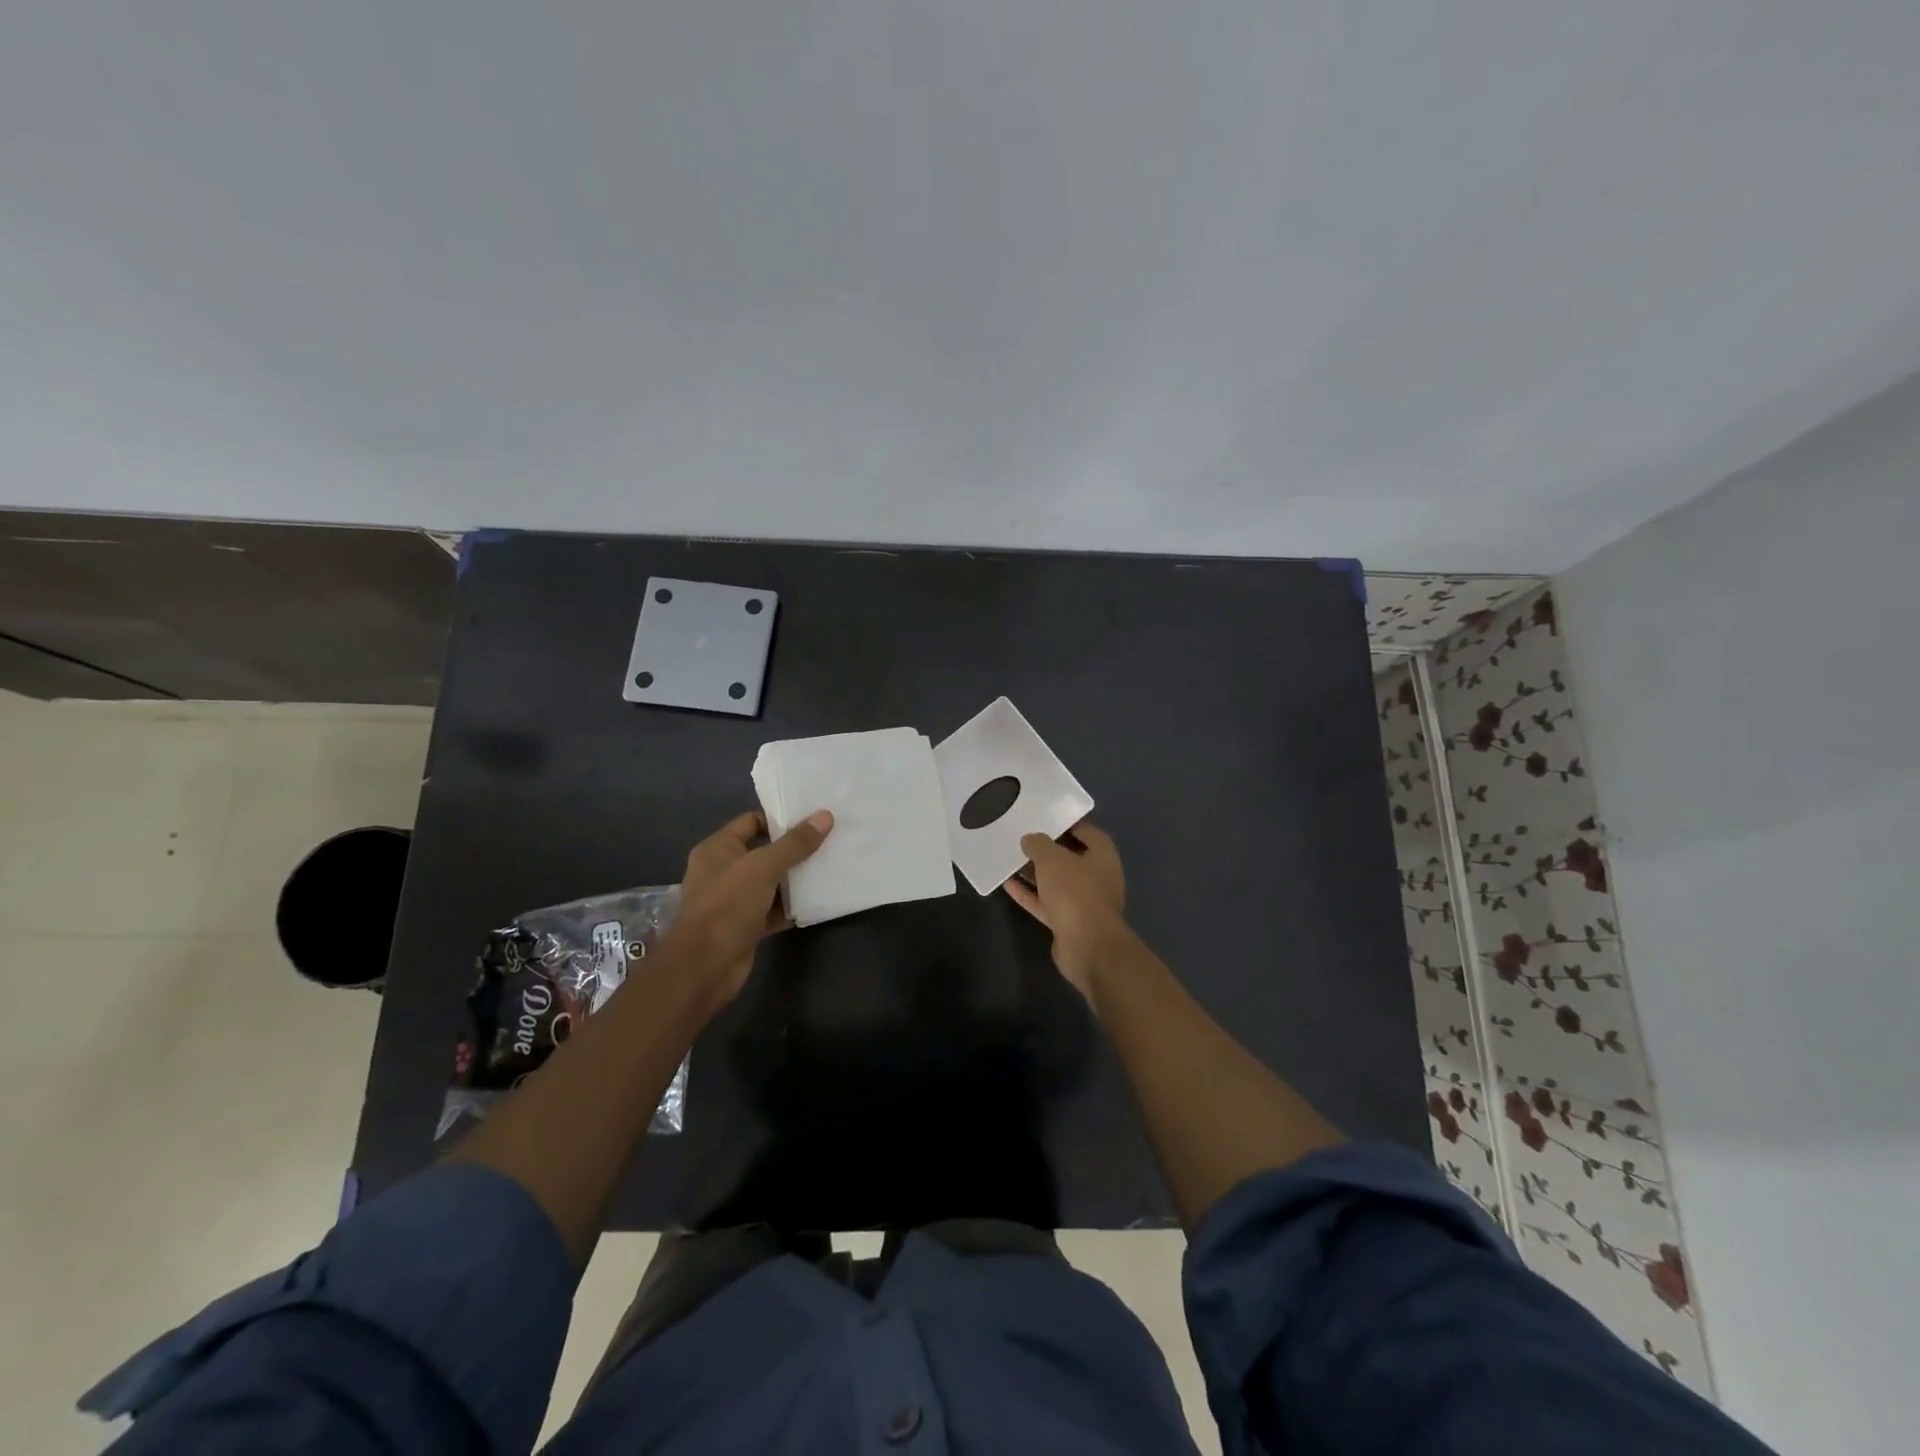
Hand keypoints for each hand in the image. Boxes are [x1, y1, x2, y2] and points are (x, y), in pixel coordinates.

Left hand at [670, 809, 832, 1003]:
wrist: (705, 967)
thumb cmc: (728, 906)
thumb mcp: (763, 867)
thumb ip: (795, 843)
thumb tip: (825, 816)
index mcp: (717, 849)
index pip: (751, 821)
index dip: (780, 818)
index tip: (813, 818)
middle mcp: (723, 871)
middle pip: (764, 851)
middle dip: (794, 848)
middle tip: (829, 840)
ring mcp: (734, 900)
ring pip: (771, 882)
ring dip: (796, 878)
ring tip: (830, 865)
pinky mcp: (746, 925)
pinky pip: (773, 909)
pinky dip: (792, 905)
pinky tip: (818, 899)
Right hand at [1003, 820, 1128, 996]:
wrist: (1087, 947)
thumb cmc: (1075, 892)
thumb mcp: (1052, 859)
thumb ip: (1038, 844)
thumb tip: (1030, 839)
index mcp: (1102, 855)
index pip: (1085, 830)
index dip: (1065, 822)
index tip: (1042, 816)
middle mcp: (1096, 876)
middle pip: (1069, 856)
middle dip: (1046, 848)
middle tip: (1021, 835)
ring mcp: (1082, 901)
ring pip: (1055, 881)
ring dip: (1034, 871)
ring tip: (1008, 857)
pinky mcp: (1067, 922)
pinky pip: (1045, 902)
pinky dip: (1028, 893)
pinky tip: (1006, 883)